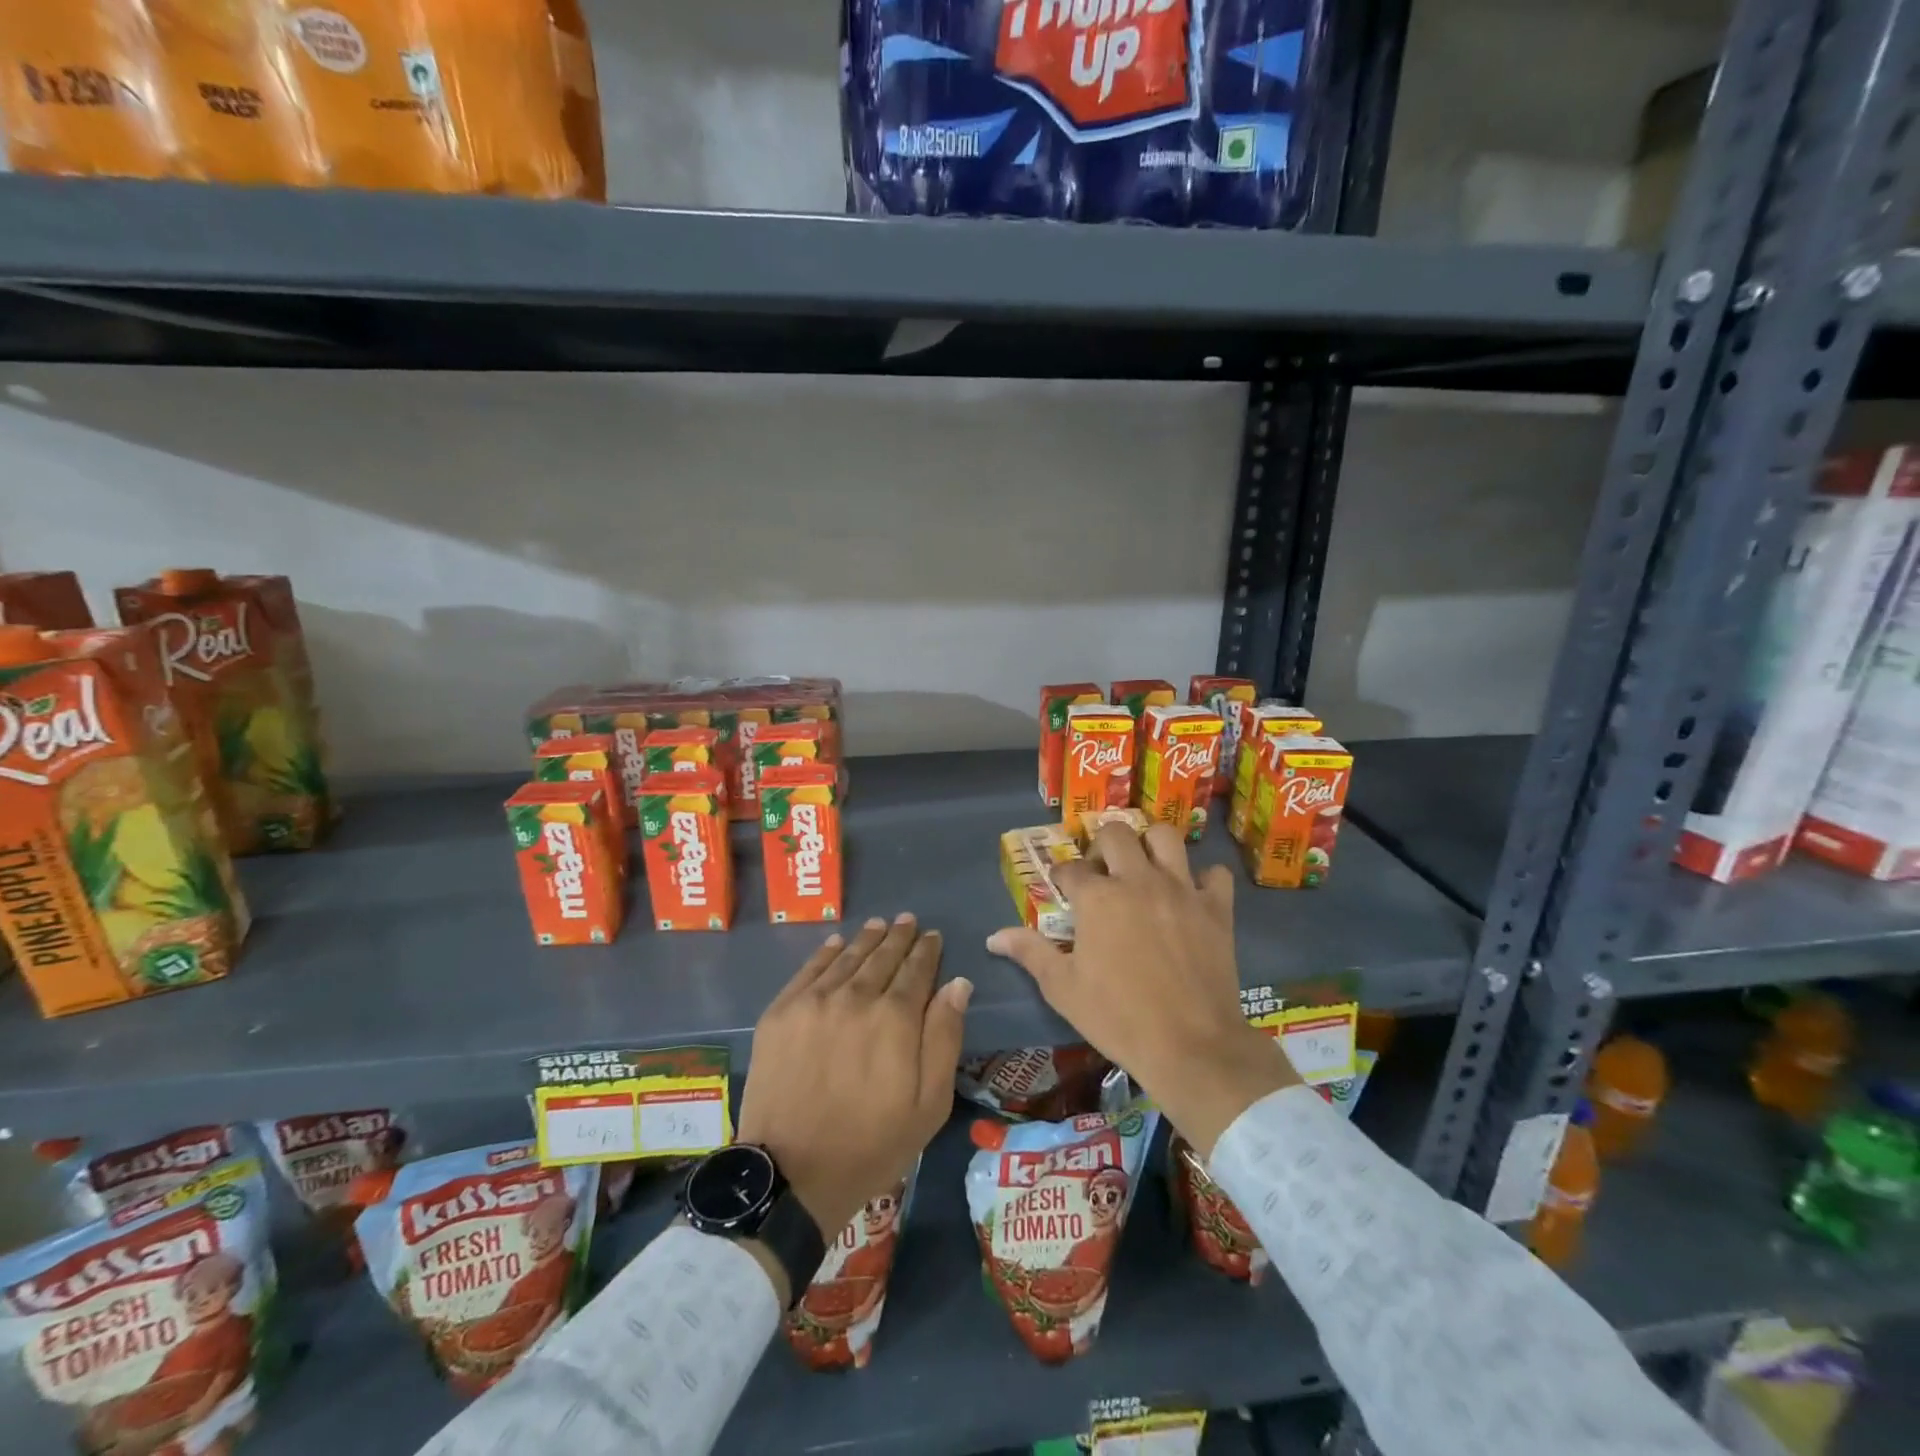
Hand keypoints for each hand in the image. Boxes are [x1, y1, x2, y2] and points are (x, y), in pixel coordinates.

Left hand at [739, 915, 970, 1245]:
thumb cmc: (871, 1145)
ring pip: (847, 957)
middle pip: (882, 957)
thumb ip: (945, 1037)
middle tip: (908, 921)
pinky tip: (837, 942)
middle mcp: (855, 997)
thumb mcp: (928, 1104)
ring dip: (867, 938)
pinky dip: (827, 952)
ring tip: (879, 924)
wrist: (790, 1175)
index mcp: (895, 1018)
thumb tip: (958, 984)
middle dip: (899, 937)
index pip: (916, 970)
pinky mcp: (780, 1012)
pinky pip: (809, 969)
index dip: (926, 951)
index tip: (932, 936)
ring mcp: (813, 1001)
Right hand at [987, 822, 1298, 1156]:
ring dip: (1151, 845)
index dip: (1063, 876)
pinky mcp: (1216, 908)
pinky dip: (1203, 878)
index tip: (1063, 888)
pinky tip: (1192, 895)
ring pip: (1165, 836)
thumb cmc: (1117, 1017)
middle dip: (1102, 845)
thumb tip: (993, 936)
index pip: (1071, 868)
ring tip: (1145, 867)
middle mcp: (1137, 880)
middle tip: (1103, 871)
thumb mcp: (1063, 988)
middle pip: (1116, 834)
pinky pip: (1215, 873)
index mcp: (1097, 897)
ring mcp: (1180, 889)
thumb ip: (1029, 953)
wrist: (1190, 1046)